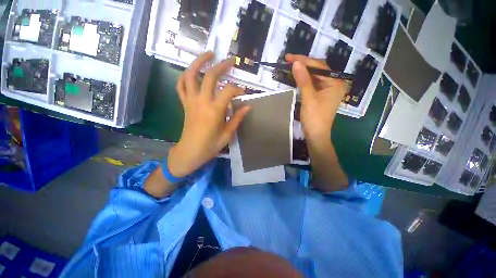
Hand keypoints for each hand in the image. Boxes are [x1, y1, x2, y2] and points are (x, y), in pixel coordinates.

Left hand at [168, 51, 250, 176]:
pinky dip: (186, 76)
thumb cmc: (210, 145)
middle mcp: (202, 101)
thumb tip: (248, 107)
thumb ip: (237, 118)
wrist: (190, 151)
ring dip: (199, 62)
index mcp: (215, 110)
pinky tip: (192, 71)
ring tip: (209, 54)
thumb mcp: (228, 134)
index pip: (229, 91)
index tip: (244, 93)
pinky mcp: (185, 104)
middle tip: (230, 60)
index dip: (238, 89)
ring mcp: (191, 101)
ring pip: (191, 75)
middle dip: (222, 66)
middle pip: (210, 76)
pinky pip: (181, 86)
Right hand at [286, 54, 347, 143]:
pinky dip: (304, 81)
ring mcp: (327, 90)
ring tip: (290, 67)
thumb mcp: (309, 98)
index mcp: (335, 83)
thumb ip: (303, 80)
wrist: (316, 135)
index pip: (319, 66)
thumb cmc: (315, 118)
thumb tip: (296, 63)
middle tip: (288, 61)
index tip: (289, 57)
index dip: (304, 61)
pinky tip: (296, 77)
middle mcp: (334, 84)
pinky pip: (312, 84)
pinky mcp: (321, 95)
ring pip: (314, 77)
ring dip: (303, 72)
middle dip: (303, 65)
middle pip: (317, 70)